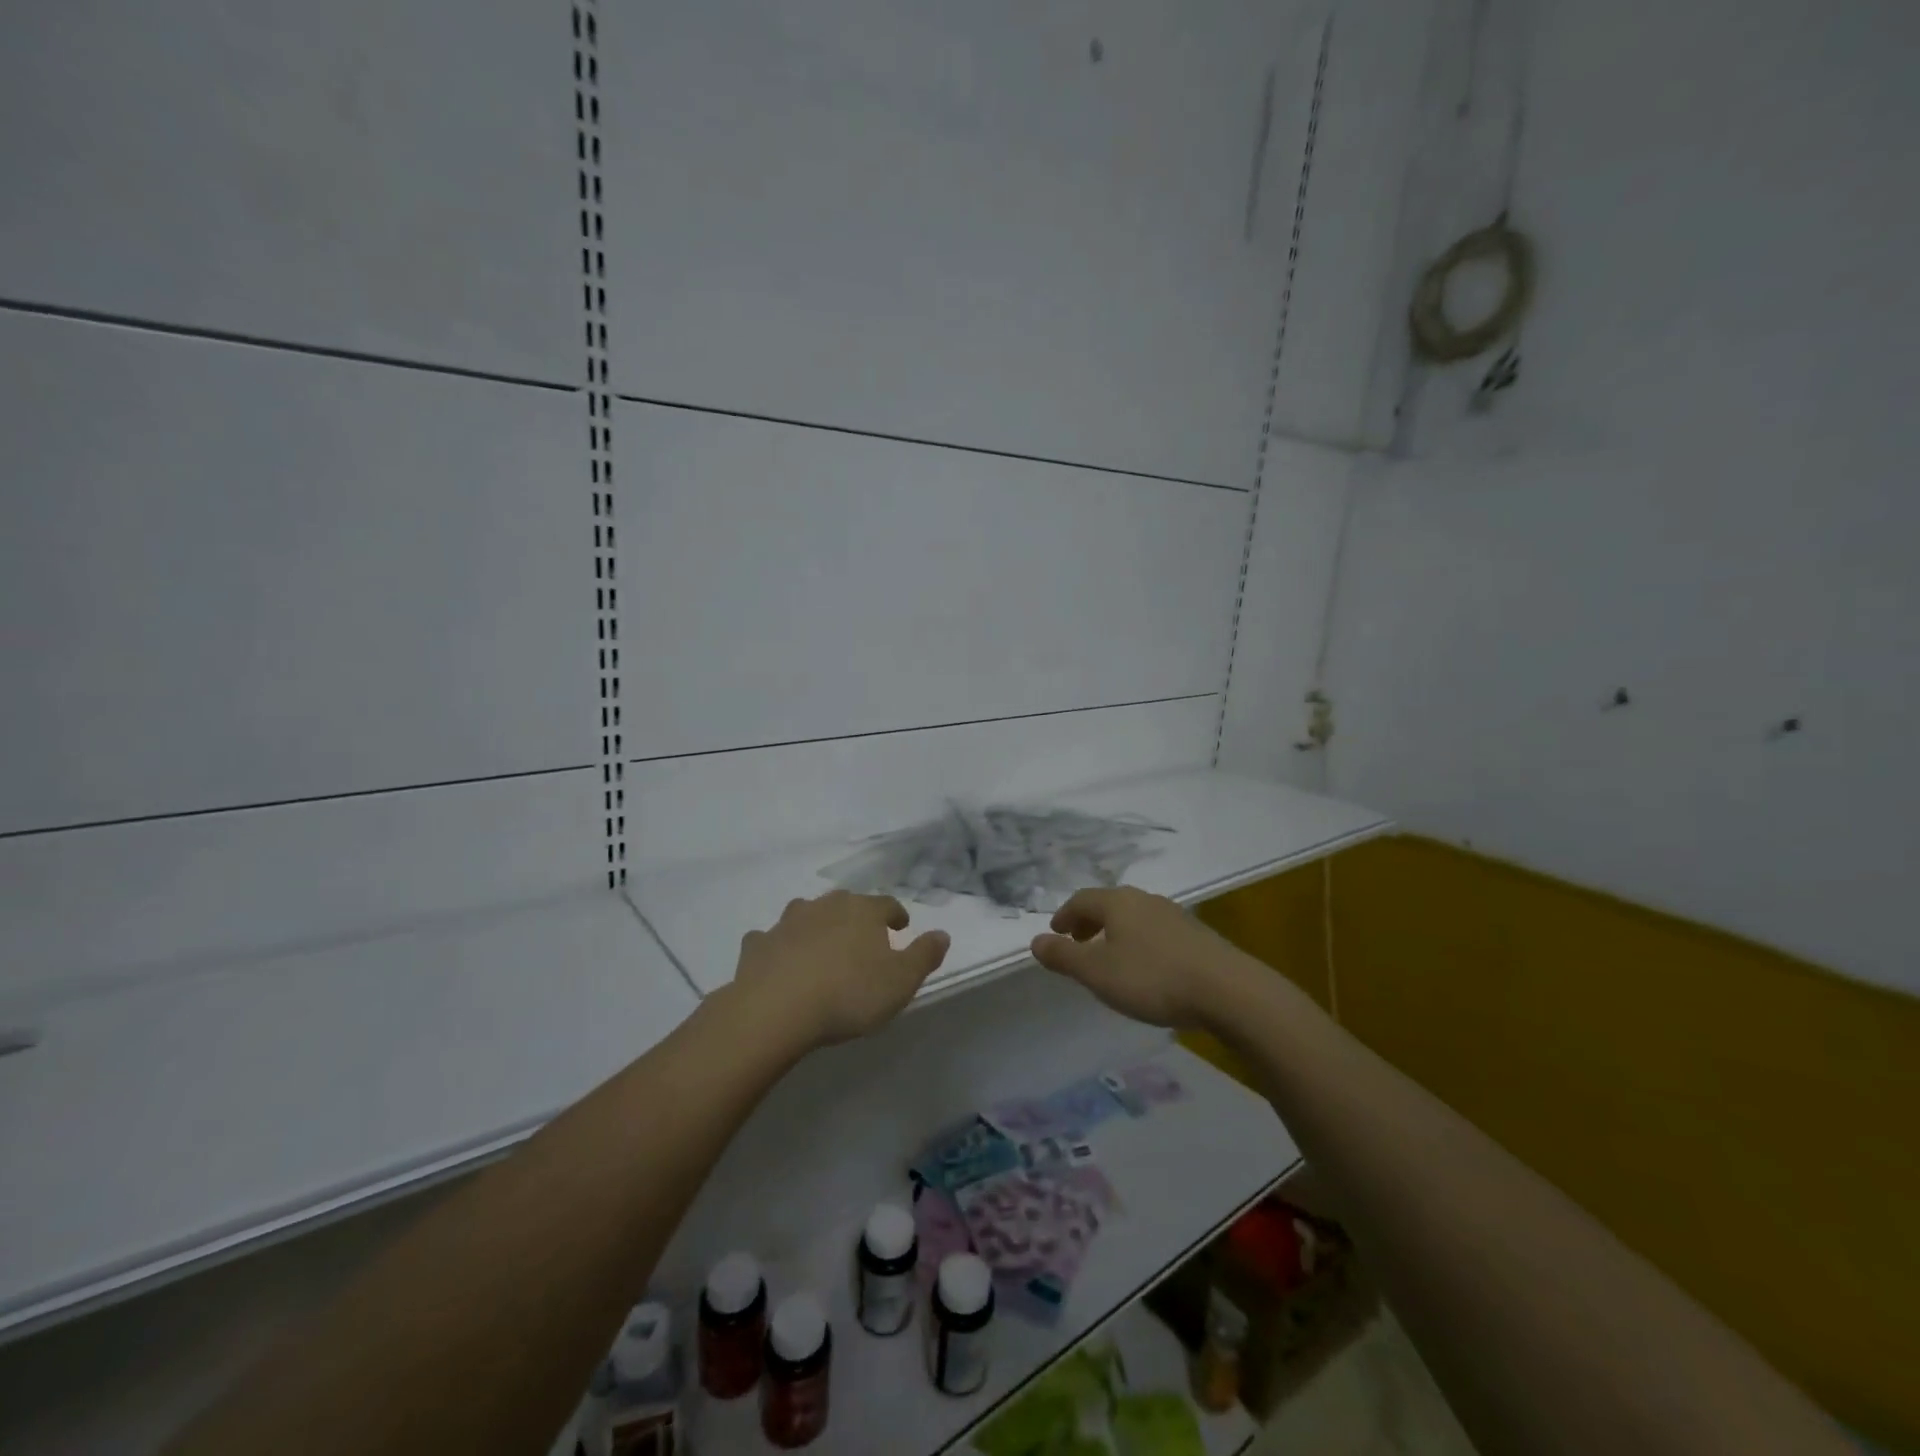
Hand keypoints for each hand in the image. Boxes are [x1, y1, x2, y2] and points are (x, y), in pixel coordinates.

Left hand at [733, 890, 950, 1049]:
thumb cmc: (848, 994)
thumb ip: (924, 955)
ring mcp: (787, 922)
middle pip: (846, 903)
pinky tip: (779, 960)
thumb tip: (942, 934)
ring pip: (806, 913)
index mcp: (863, 911)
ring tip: (822, 947)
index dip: (895, 915)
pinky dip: (778, 945)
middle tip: (862, 939)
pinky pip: (771, 938)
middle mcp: (825, 906)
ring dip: (816, 925)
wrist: (776, 1009)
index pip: (887, 904)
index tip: (900, 928)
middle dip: (855, 917)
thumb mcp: (901, 981)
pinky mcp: (758, 944)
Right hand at [1030, 886, 1244, 1028]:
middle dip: (1089, 922)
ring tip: (1111, 957)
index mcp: (1118, 903)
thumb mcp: (1098, 973)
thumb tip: (1035, 941)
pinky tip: (1146, 967)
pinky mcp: (1197, 935)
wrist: (1228, 990)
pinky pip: (1156, 931)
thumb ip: (1064, 957)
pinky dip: (1139, 942)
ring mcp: (1174, 915)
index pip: (1081, 900)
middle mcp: (1145, 900)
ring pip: (1134, 917)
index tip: (1056, 934)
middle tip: (1078, 942)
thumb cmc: (1153, 978)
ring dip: (1116, 932)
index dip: (1064, 916)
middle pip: (1109, 904)